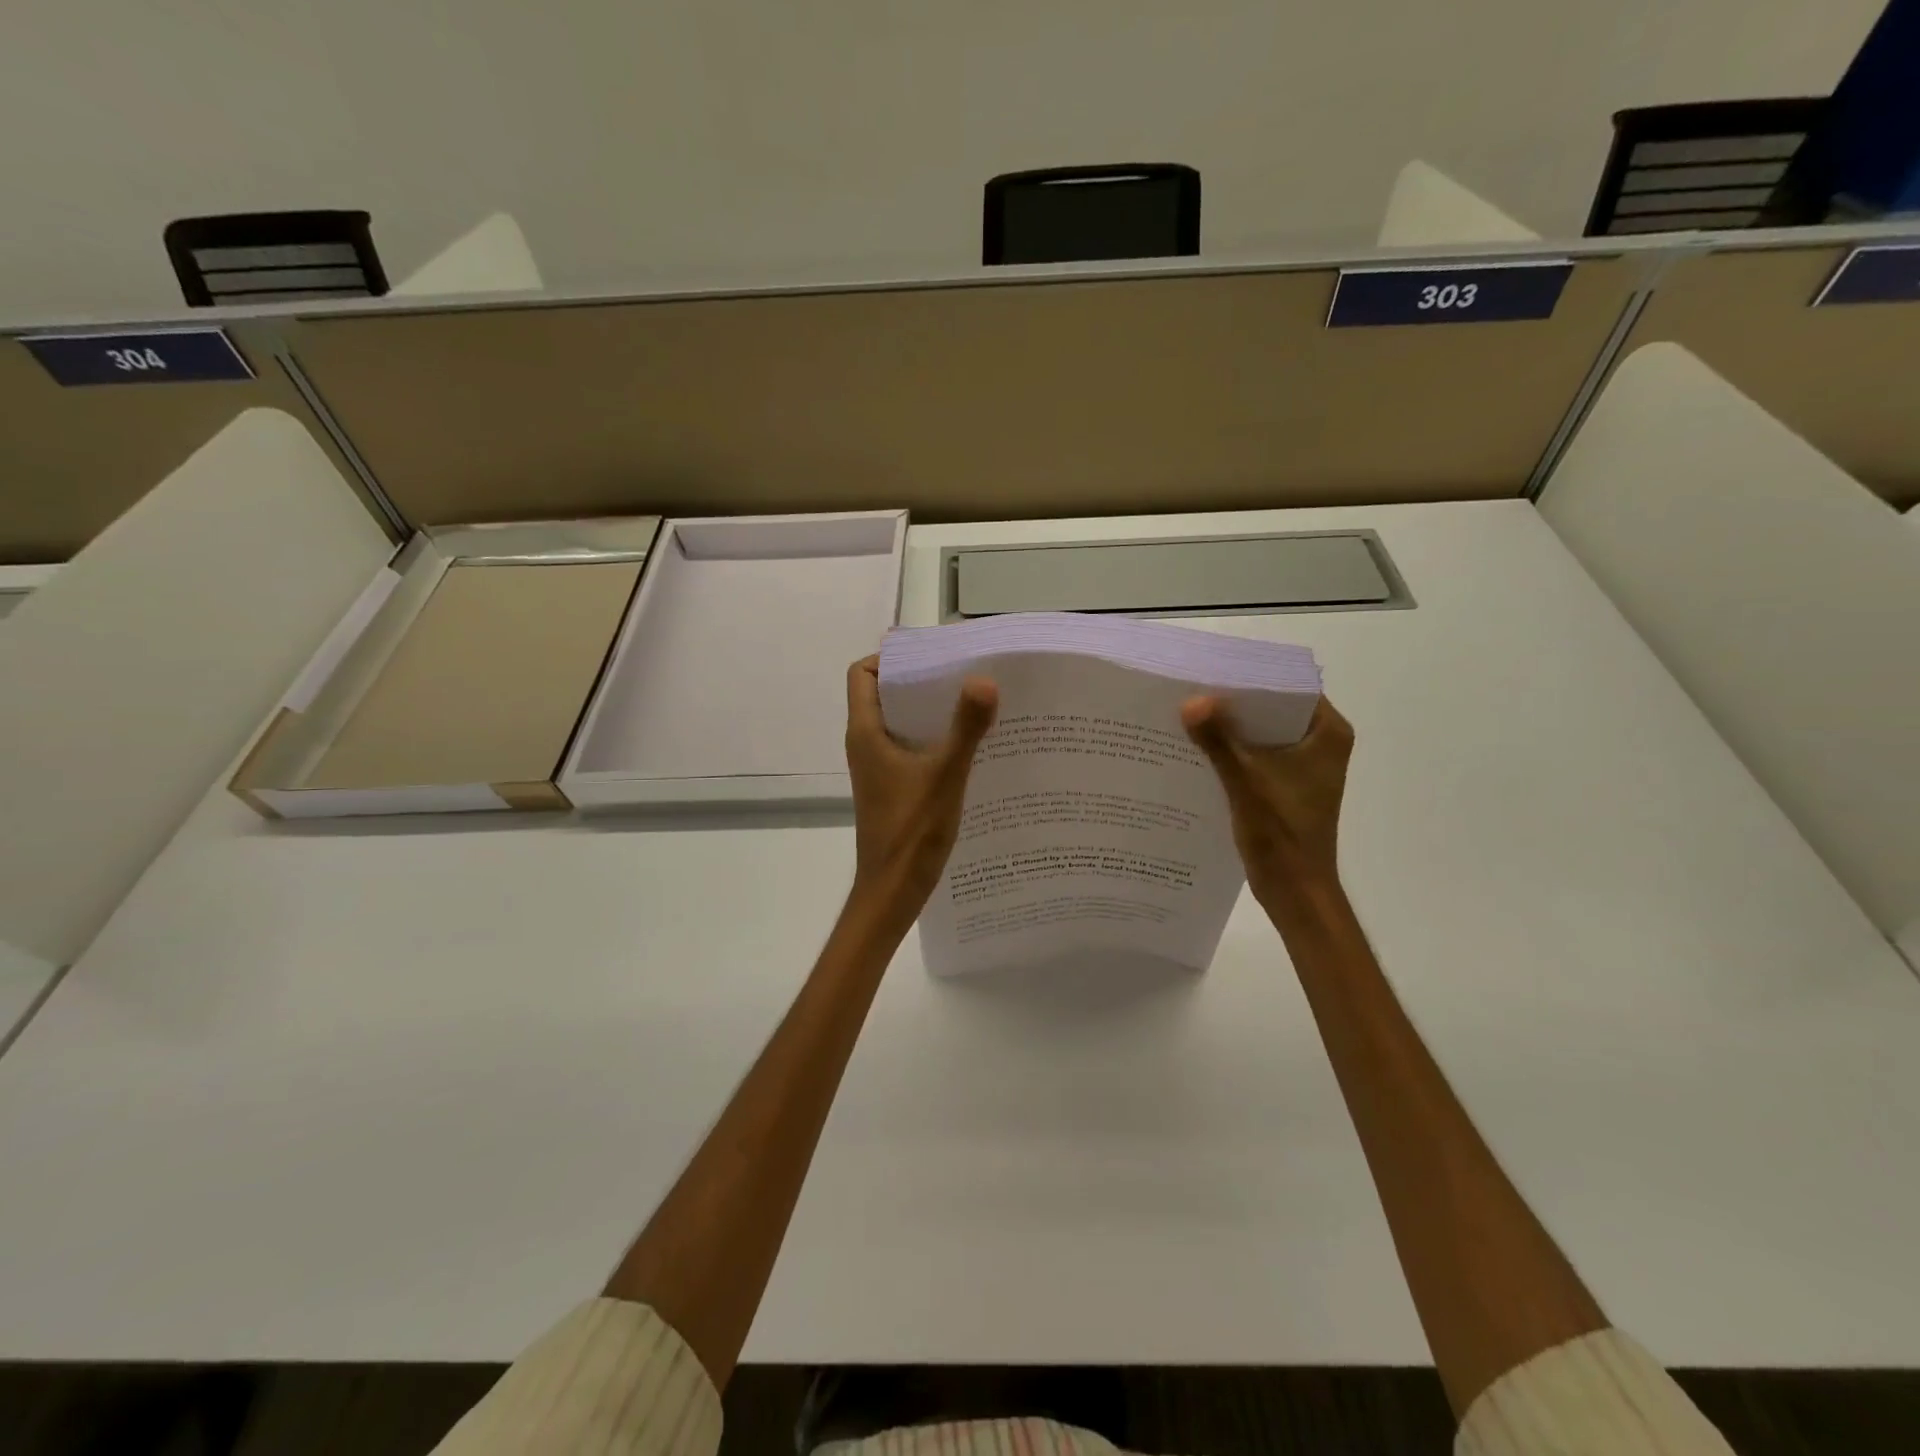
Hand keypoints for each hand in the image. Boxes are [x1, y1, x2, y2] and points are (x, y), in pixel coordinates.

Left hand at [844, 655, 998, 914]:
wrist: (893, 890)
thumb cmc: (911, 830)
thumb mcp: (945, 774)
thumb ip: (965, 728)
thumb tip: (985, 680)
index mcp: (866, 732)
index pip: (861, 674)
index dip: (888, 657)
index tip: (930, 655)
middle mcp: (866, 744)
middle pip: (884, 694)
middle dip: (919, 680)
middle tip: (962, 673)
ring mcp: (878, 767)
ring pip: (899, 723)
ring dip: (930, 710)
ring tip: (972, 702)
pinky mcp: (891, 786)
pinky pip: (910, 748)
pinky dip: (933, 738)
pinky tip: (969, 745)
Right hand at [1181, 695, 1354, 896]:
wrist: (1295, 888)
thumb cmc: (1281, 832)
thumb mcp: (1245, 780)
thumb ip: (1218, 740)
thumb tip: (1190, 702)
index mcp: (1328, 733)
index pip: (1290, 687)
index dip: (1251, 678)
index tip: (1213, 670)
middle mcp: (1321, 743)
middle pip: (1273, 709)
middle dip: (1234, 703)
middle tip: (1192, 690)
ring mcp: (1304, 766)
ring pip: (1262, 733)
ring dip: (1230, 728)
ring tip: (1188, 715)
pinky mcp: (1287, 785)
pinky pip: (1256, 755)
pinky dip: (1232, 752)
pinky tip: (1197, 749)